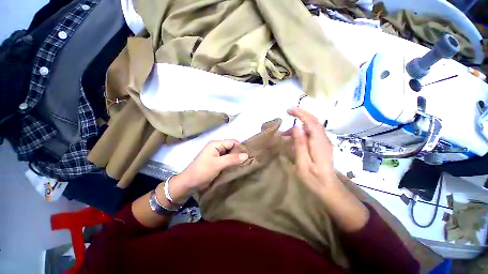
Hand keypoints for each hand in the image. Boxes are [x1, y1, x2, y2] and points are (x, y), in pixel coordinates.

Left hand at [171, 140, 248, 197]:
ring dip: (236, 159)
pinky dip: (232, 163)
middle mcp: (217, 147)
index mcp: (216, 144)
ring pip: (230, 154)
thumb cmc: (202, 171)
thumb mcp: (218, 164)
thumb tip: (247, 155)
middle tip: (249, 161)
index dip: (240, 147)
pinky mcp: (217, 162)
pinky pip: (227, 160)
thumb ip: (232, 159)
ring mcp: (217, 155)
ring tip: (246, 164)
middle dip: (239, 154)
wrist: (189, 183)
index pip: (232, 142)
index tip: (249, 155)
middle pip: (232, 148)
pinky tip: (238, 167)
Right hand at [287, 107, 339, 194]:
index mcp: (319, 142)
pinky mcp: (322, 146)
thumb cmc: (314, 178)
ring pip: (312, 127)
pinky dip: (303, 131)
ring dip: (300, 125)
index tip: (289, 110)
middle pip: (313, 121)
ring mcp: (324, 142)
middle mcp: (323, 139)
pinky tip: (294, 138)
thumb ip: (300, 144)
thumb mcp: (303, 163)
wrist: (328, 188)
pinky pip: (312, 133)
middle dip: (301, 114)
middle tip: (288, 112)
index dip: (300, 113)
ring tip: (285, 133)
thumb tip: (296, 127)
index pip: (311, 122)